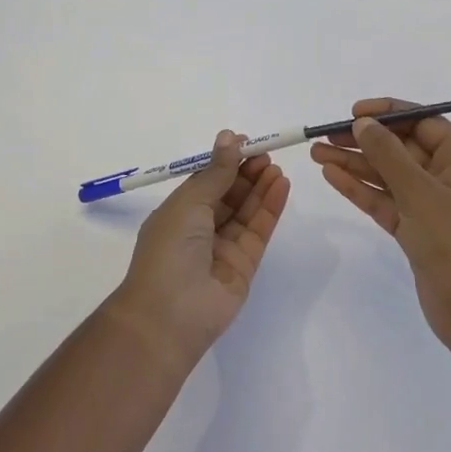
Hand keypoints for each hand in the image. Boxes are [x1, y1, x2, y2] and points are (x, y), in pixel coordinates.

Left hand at [107, 131, 290, 366]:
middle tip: (266, 153)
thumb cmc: (169, 250)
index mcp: (178, 212)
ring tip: (276, 167)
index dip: (225, 161)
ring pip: (246, 210)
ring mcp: (223, 248)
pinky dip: (270, 207)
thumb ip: (216, 172)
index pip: (206, 180)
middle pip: (229, 194)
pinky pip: (259, 230)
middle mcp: (200, 229)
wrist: (169, 315)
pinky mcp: (244, 265)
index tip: (246, 142)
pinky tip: (281, 186)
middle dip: (247, 172)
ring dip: (261, 187)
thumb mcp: (189, 202)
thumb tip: (229, 136)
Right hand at [312, 98, 450, 351]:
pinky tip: (331, 176)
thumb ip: (388, 154)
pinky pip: (383, 200)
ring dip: (354, 163)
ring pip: (387, 175)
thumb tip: (363, 123)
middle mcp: (446, 176)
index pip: (423, 122)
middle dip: (363, 140)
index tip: (354, 112)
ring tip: (316, 153)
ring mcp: (429, 204)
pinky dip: (359, 188)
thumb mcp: (419, 192)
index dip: (389, 113)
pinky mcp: (414, 229)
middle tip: (324, 135)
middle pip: (400, 148)